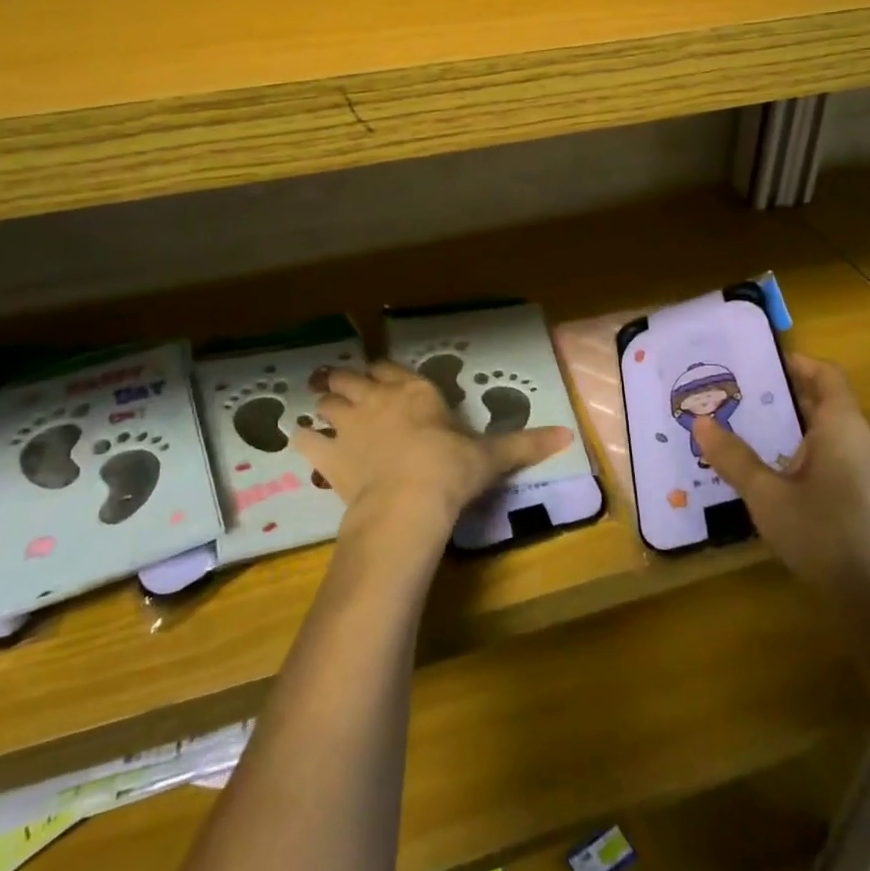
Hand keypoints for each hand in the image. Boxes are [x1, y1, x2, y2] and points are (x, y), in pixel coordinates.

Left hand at [300, 361, 572, 544]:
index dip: (383, 372)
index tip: (378, 377)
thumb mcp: (491, 456)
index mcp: (415, 391)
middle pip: (351, 378)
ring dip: (323, 403)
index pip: (391, 369)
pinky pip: (305, 439)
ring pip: (326, 400)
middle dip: (345, 380)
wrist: (409, 501)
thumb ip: (524, 443)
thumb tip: (568, 434)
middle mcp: (378, 398)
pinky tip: (301, 442)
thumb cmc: (451, 470)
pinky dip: (302, 438)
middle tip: (341, 386)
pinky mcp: (329, 453)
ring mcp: (350, 423)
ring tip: (320, 407)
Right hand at [692, 354, 869, 605]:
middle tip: (751, 403)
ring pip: (839, 440)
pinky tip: (793, 487)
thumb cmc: (824, 535)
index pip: (828, 376)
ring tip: (765, 444)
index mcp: (845, 428)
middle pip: (831, 407)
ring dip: (805, 435)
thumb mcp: (767, 496)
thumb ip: (734, 458)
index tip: (767, 363)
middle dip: (792, 402)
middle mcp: (869, 443)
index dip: (800, 364)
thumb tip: (701, 422)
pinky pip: (848, 466)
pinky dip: (820, 462)